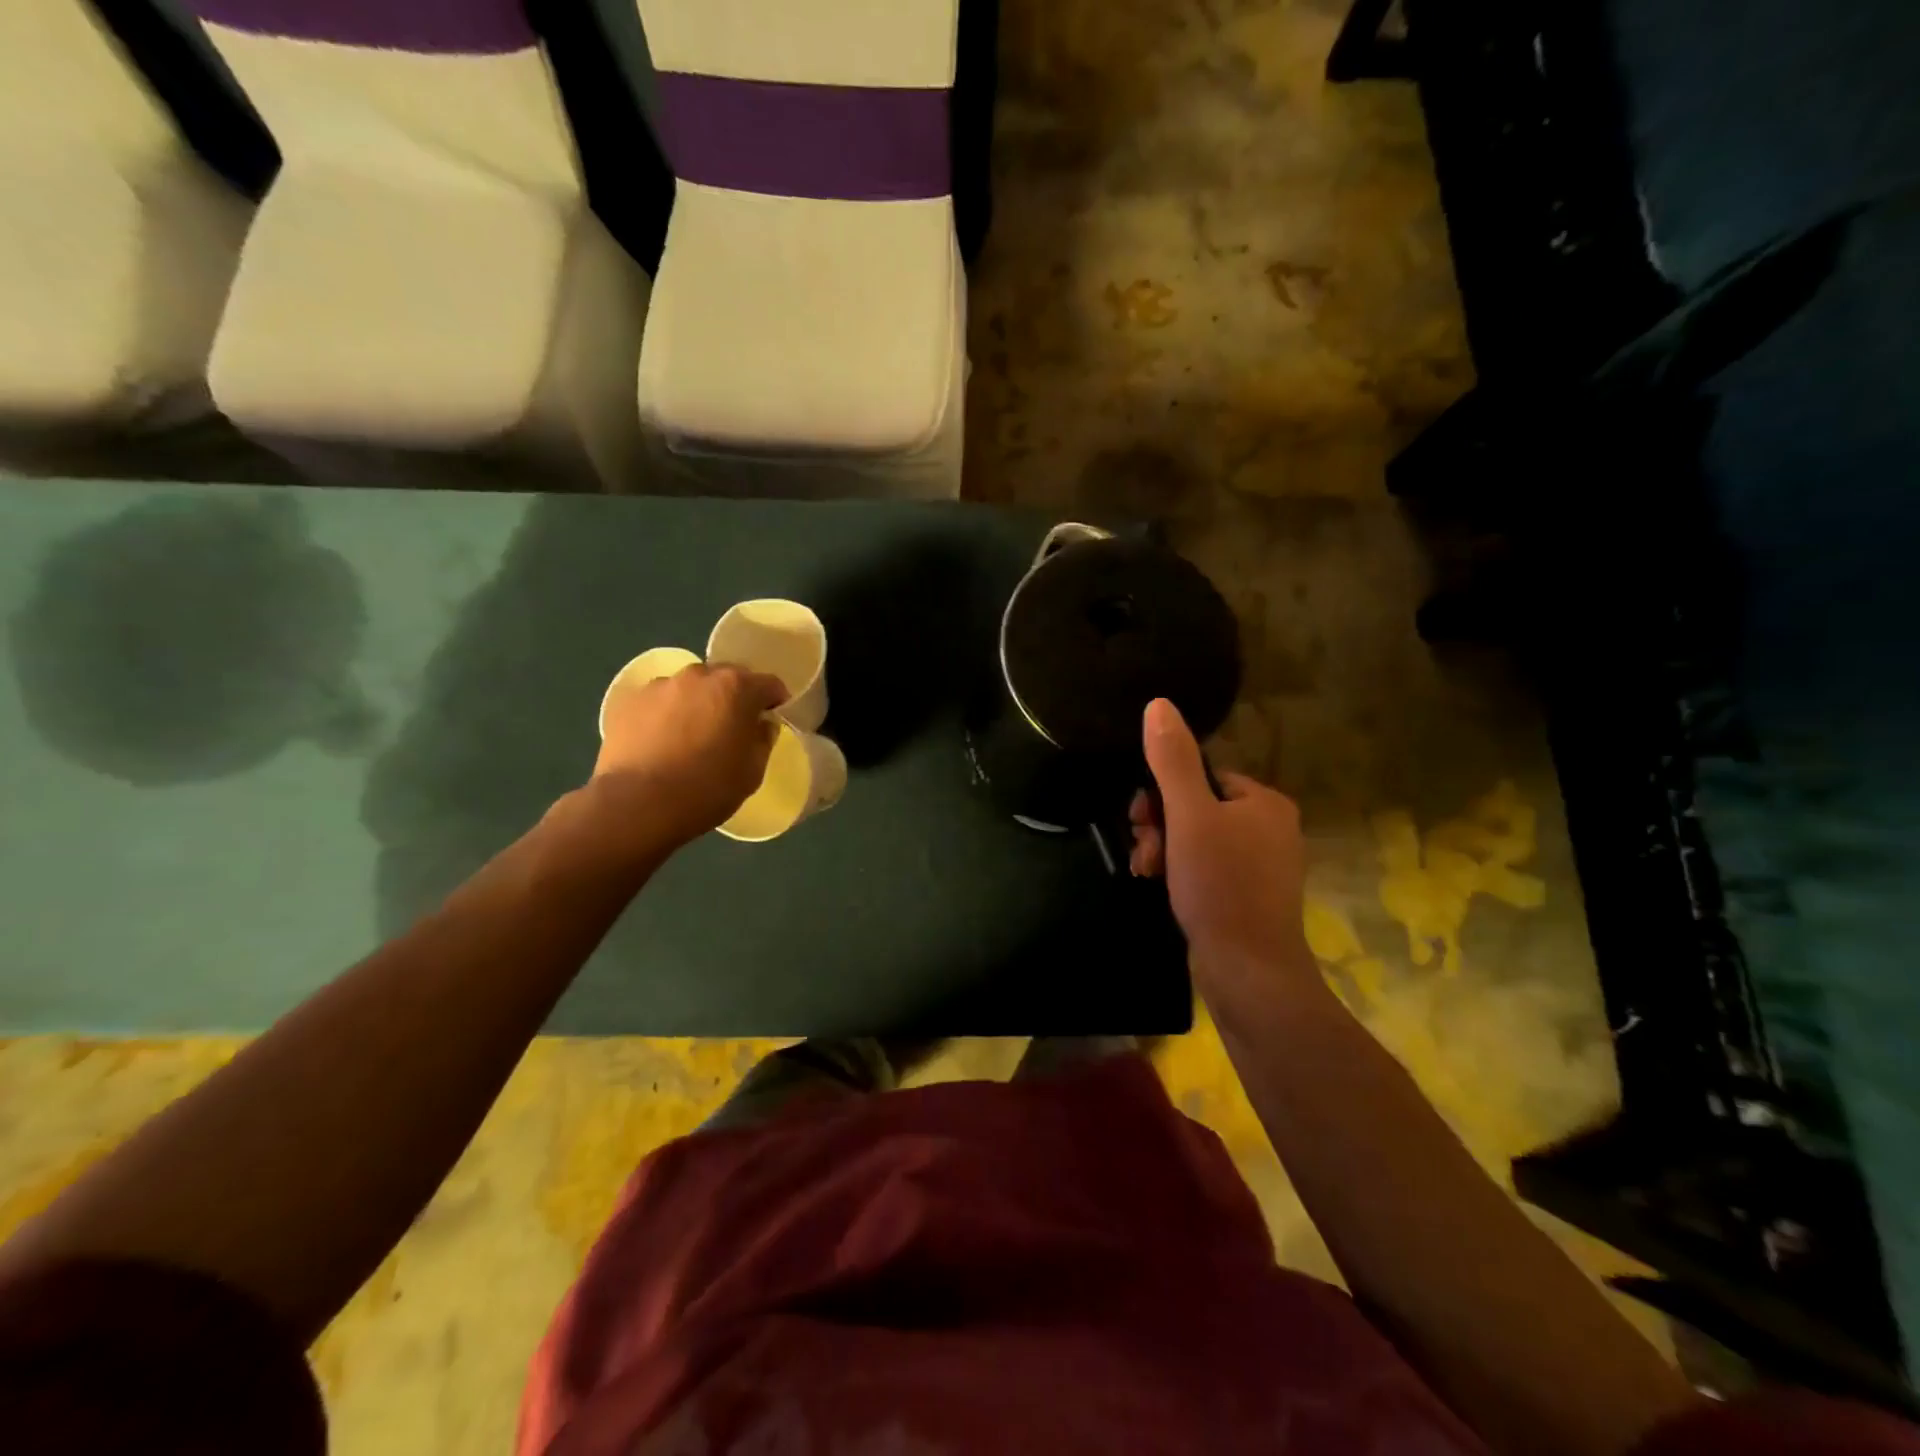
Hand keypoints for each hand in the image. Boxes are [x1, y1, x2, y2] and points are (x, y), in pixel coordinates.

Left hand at [592, 663, 787, 848]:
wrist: (636, 805)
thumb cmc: (707, 789)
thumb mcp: (752, 772)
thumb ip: (763, 740)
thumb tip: (762, 724)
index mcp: (736, 688)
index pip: (768, 684)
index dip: (774, 701)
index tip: (772, 719)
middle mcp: (698, 676)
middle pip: (726, 679)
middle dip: (734, 698)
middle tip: (731, 728)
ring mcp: (659, 686)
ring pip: (689, 688)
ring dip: (697, 704)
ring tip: (690, 737)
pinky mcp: (628, 702)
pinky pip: (658, 702)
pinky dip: (665, 715)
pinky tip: (661, 743)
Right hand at [1130, 698, 1319, 1009]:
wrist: (1249, 971)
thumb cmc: (1221, 885)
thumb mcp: (1189, 816)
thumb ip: (1172, 760)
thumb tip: (1159, 704)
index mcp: (1264, 802)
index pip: (1201, 776)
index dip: (1164, 794)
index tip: (1142, 820)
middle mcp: (1270, 828)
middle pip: (1196, 808)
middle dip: (1160, 826)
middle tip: (1144, 851)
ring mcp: (1261, 865)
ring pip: (1196, 839)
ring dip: (1164, 850)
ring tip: (1148, 871)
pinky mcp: (1248, 896)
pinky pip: (1205, 867)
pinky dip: (1180, 872)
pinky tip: (1161, 886)